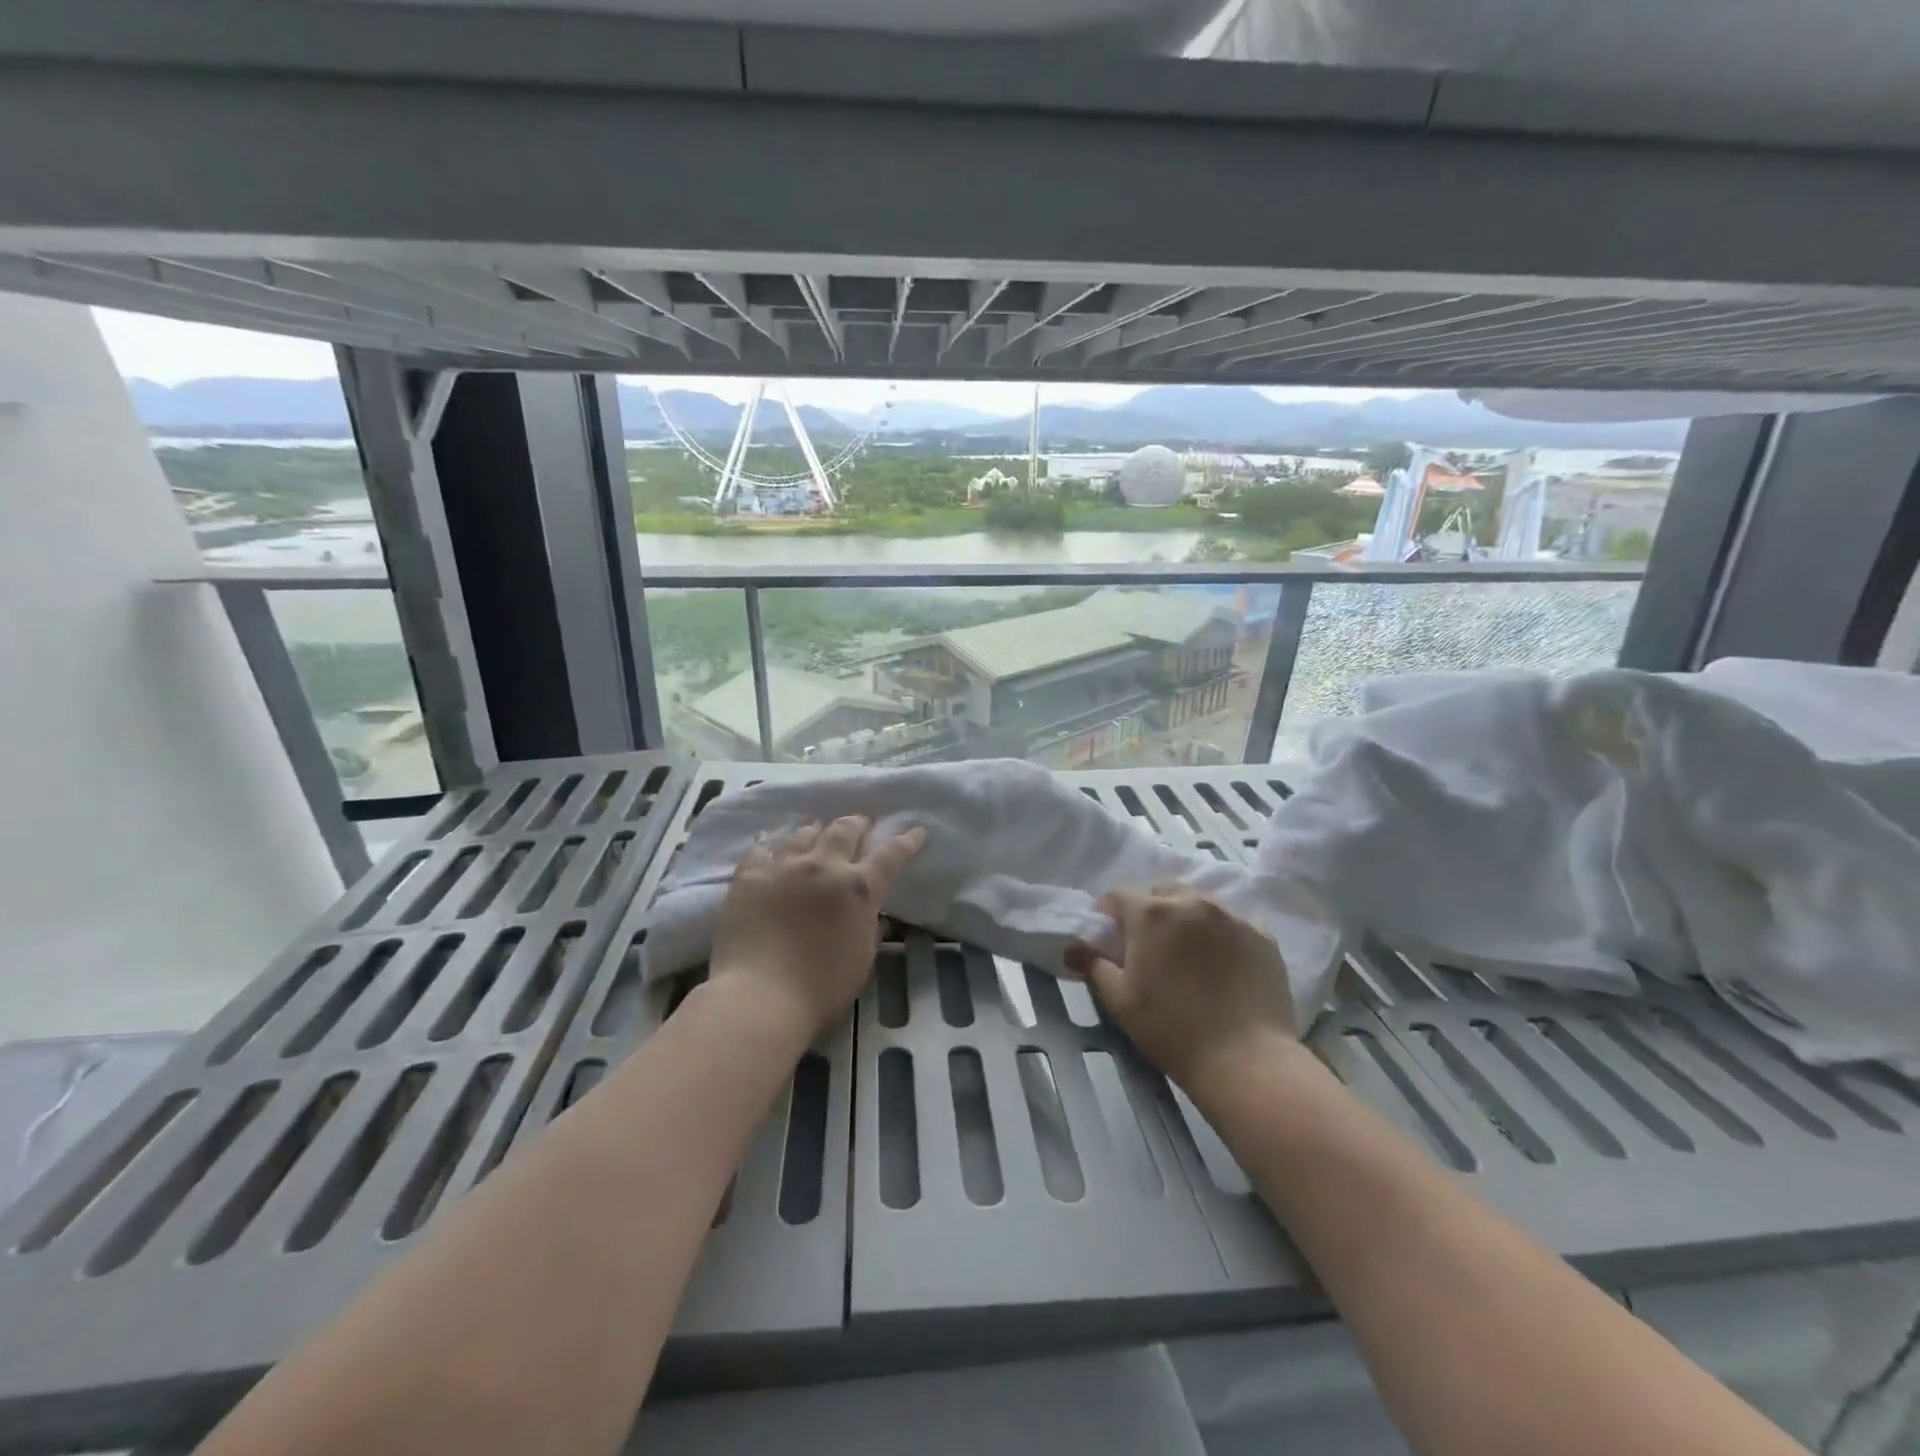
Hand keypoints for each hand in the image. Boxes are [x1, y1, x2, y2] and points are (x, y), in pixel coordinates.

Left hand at [709, 817, 926, 1039]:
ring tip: (818, 832)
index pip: (891, 855)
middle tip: (862, 823)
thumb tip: (875, 915)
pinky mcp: (749, 876)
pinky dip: (773, 847)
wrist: (759, 997)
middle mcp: (823, 866)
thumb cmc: (820, 989)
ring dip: (817, 831)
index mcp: (858, 888)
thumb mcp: (862, 961)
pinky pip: (762, 849)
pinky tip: (772, 849)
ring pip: (804, 833)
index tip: (917, 831)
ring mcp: (783, 866)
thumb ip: (870, 930)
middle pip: (845, 830)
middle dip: (858, 824)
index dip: (907, 841)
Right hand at [1067, 885, 1296, 1092]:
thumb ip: (1094, 966)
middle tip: (1148, 944)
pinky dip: (1219, 932)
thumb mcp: (1120, 1000)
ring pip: (1199, 901)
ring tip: (1186, 950)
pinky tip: (1220, 962)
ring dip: (1185, 916)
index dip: (1109, 913)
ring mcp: (1231, 915)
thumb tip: (1073, 948)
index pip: (1119, 894)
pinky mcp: (1262, 935)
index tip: (1109, 936)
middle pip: (1161, 891)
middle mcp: (1192, 901)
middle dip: (1149, 908)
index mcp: (1151, 913)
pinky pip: (1231, 921)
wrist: (1245, 1059)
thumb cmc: (1171, 1029)